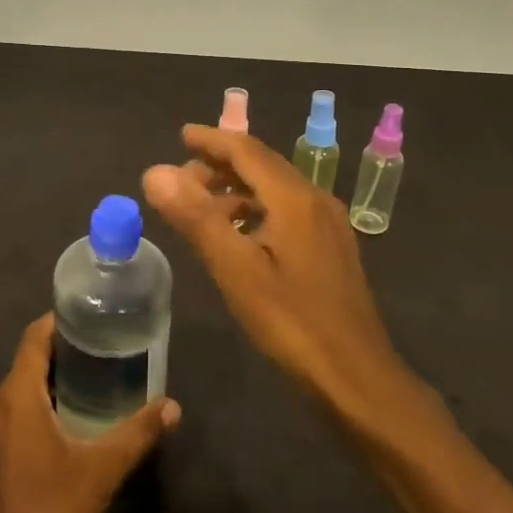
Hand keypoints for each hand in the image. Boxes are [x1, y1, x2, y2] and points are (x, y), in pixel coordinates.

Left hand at [0, 313, 179, 512]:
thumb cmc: (49, 512)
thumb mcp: (101, 471)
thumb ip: (137, 434)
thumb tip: (172, 407)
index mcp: (16, 397)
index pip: (33, 338)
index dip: (59, 321)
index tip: (90, 316)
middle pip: (27, 362)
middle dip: (62, 352)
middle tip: (102, 349)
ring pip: (19, 392)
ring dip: (49, 382)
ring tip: (89, 383)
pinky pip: (12, 416)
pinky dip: (37, 408)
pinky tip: (65, 427)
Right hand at [144, 125, 416, 429]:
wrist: (356, 376)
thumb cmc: (292, 322)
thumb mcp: (236, 269)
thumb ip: (196, 217)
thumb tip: (155, 172)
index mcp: (295, 197)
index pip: (246, 150)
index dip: (211, 140)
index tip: (180, 135)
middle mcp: (316, 199)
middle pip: (263, 165)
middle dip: (221, 164)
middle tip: (181, 179)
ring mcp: (329, 224)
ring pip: (276, 189)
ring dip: (237, 189)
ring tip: (201, 207)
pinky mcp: (332, 248)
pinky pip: (287, 210)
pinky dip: (256, 209)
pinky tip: (239, 236)